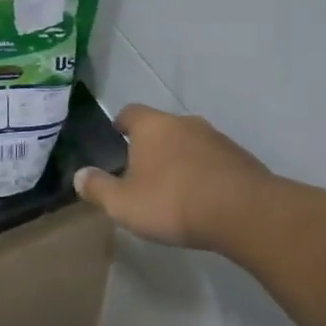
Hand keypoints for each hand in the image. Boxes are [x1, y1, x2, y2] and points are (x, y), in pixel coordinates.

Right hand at [74, 105, 271, 252]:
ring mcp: (217, 139)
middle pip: (161, 128)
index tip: (116, 141)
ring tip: (173, 191)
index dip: (120, 125)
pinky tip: (203, 200)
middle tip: (141, 174)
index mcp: (153, 126)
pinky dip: (205, 174)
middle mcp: (185, 123)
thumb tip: (79, 176)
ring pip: (190, 144)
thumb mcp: (123, 203)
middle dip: (151, 147)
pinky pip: (214, 161)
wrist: (246, 213)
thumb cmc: (173, 202)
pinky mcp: (242, 159)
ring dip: (180, 161)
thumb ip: (98, 188)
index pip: (130, 113)